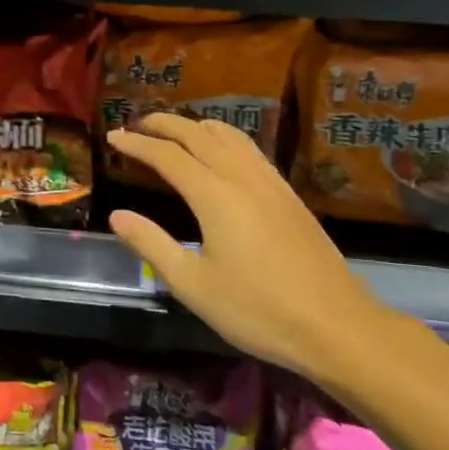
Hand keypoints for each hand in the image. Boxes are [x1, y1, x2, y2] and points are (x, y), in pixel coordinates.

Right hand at [106, 113, 382, 377]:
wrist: (335, 325)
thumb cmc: (257, 311)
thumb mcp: (193, 285)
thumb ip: (152, 245)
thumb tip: (118, 216)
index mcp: (215, 196)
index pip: (167, 156)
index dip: (137, 144)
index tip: (113, 138)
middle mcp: (242, 177)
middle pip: (198, 134)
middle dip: (164, 124)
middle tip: (137, 124)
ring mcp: (270, 182)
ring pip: (229, 136)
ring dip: (196, 125)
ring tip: (175, 130)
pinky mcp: (288, 194)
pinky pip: (250, 149)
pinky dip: (224, 137)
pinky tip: (222, 152)